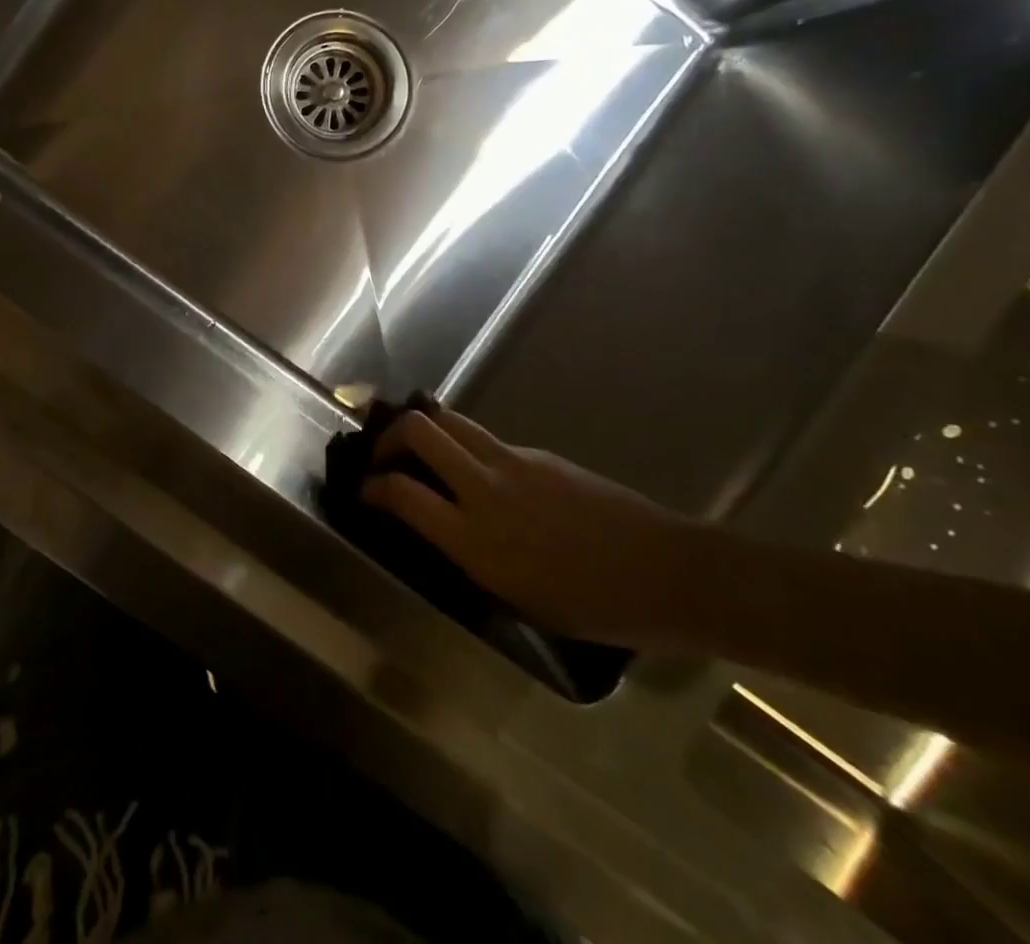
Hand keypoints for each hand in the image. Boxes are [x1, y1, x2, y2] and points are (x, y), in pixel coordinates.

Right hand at [362, 408, 700, 644]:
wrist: (665, 573)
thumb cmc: (592, 607)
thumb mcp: (515, 597)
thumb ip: (469, 554)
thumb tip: (440, 525)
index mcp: (476, 540)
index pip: (401, 493)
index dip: (372, 486)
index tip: (364, 490)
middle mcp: (486, 489)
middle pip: (419, 430)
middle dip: (390, 435)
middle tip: (386, 456)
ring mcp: (514, 462)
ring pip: (450, 420)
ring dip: (424, 429)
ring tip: (420, 450)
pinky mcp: (538, 454)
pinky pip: (486, 439)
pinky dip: (466, 447)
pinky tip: (480, 475)